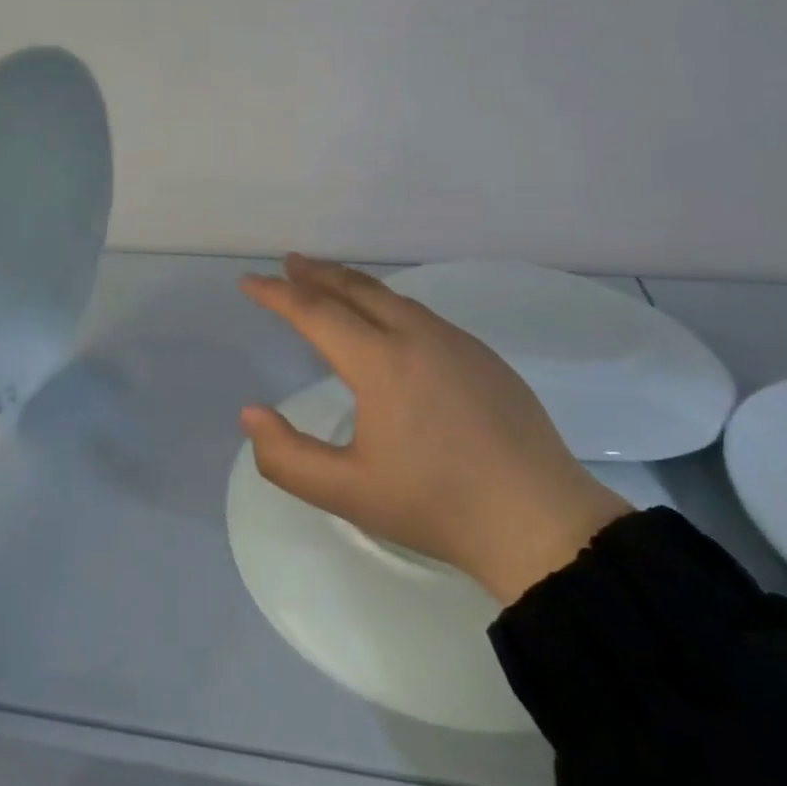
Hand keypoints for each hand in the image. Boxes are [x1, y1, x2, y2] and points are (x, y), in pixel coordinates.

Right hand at [238, 255, 631, 604]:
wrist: (538, 520)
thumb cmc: (436, 506)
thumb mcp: (347, 492)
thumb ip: (286, 456)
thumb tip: (252, 413)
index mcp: (381, 362)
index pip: (315, 312)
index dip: (277, 294)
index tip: (248, 282)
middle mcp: (418, 336)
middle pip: (356, 289)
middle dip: (317, 274)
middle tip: (289, 264)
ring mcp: (457, 342)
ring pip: (394, 297)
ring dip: (354, 285)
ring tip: (330, 285)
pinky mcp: (484, 356)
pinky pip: (422, 315)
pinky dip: (388, 304)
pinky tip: (388, 323)